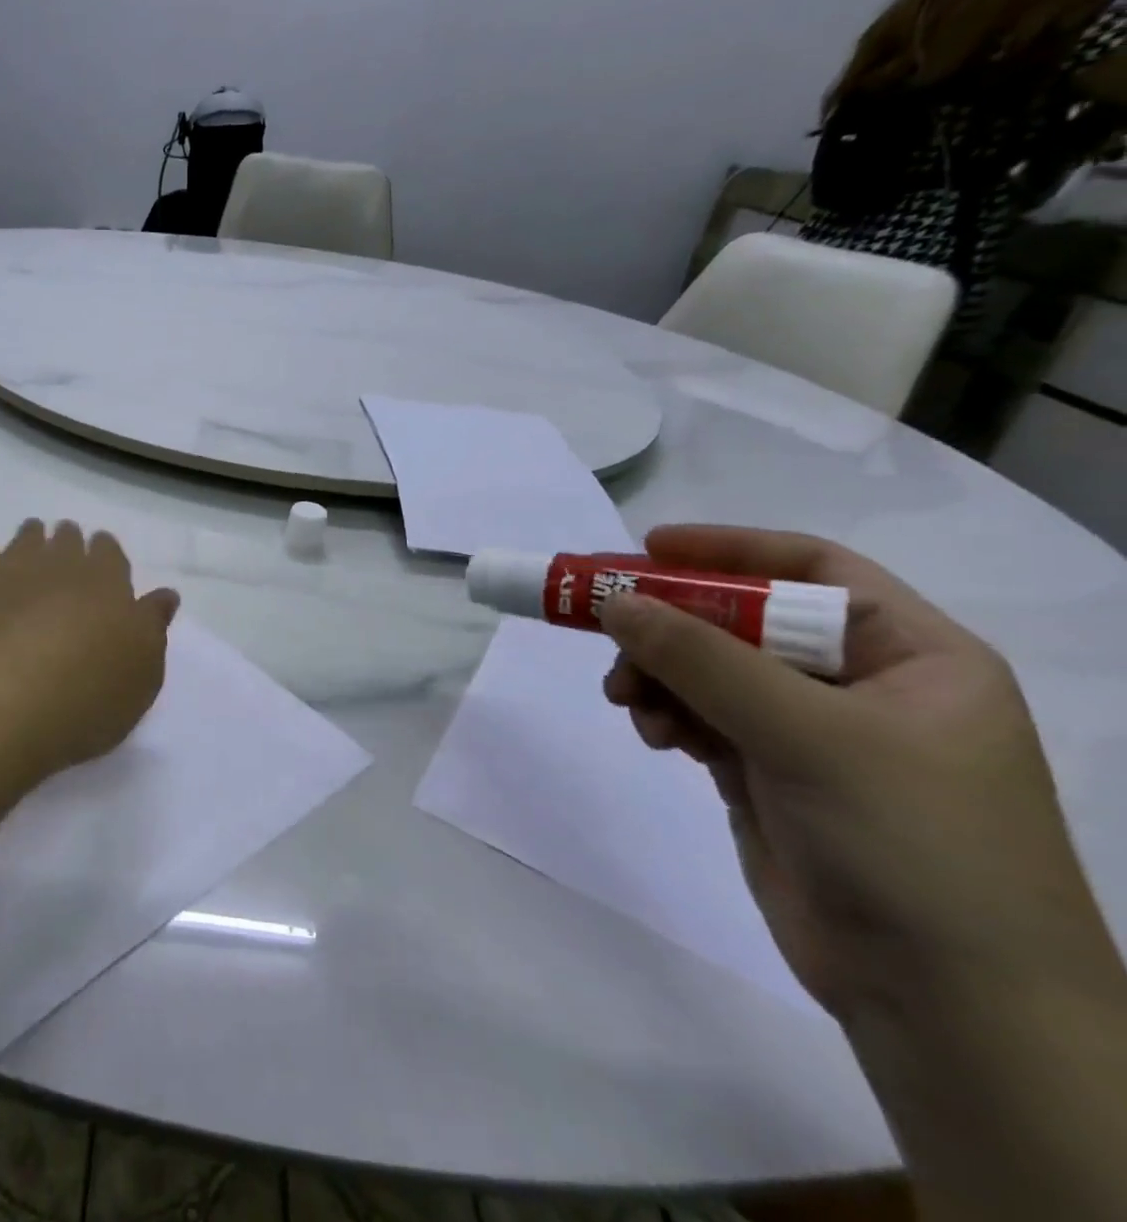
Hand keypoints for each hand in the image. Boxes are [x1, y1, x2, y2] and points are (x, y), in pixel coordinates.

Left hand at [0, 519, 179, 781]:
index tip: (102, 552)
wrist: (0, 703)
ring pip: (23, 542)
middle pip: (65, 540)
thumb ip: (153, 626)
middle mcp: (58, 566)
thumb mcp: (143, 671)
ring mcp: (9, 576)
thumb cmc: (88, 694)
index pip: (109, 552)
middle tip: (66, 541)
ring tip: (32, 537)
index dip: (106, 551)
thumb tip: (165, 595)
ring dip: (30, 538)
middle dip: (68, 540)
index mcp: (106, 581)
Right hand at [599, 525, 1114, 1020]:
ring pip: (711, 671)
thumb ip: (703, 659)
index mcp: (913, 655)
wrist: (947, 1006)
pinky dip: (669, 716)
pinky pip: (702, 718)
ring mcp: (812, 733)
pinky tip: (655, 736)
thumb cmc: (910, 844)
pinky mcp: (770, 775)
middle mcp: (863, 684)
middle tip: (607, 628)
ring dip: (660, 676)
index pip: (813, 569)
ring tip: (628, 701)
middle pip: (745, 620)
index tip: (648, 548)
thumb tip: (612, 601)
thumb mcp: (807, 735)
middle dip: (673, 625)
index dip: (729, 548)